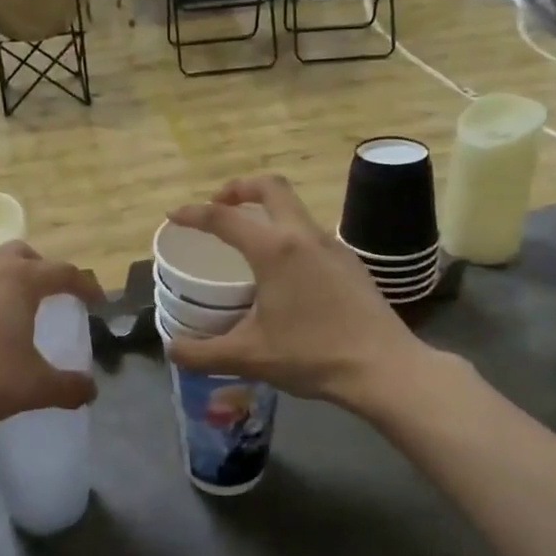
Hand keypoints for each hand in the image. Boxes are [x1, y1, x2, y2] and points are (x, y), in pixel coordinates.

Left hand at [0, 243, 102, 465]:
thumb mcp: (33, 388)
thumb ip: (68, 387)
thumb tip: (91, 390)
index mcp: (19, 280)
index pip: (63, 272)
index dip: (84, 285)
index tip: (95, 300)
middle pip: (21, 253)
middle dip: (40, 268)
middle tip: (49, 293)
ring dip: (1, 274)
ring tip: (5, 301)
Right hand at [164, 176, 430, 410]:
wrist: (384, 368)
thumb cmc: (312, 356)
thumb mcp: (248, 357)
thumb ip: (201, 353)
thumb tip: (171, 349)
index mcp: (275, 250)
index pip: (224, 218)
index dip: (193, 213)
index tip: (174, 216)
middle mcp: (304, 236)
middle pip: (270, 187)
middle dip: (238, 188)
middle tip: (218, 205)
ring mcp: (333, 246)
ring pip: (295, 208)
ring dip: (266, 210)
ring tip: (248, 240)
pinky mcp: (351, 262)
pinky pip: (311, 233)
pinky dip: (288, 234)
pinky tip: (285, 272)